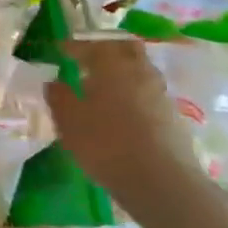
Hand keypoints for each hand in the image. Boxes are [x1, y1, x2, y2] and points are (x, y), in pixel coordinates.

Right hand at [47, 36, 204, 221]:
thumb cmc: (106, 143)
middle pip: (126, 48)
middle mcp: (139, 71)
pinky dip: (135, 93)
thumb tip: (54, 82)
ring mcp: (160, 93)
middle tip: (90, 59)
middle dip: (107, 49)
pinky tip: (124, 111)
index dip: (73, 46)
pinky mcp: (173, 116)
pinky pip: (149, 93)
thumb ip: (59, 97)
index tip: (60, 49)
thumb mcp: (69, 121)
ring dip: (123, 72)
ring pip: (141, 70)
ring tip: (105, 87)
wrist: (161, 181)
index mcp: (111, 65)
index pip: (90, 46)